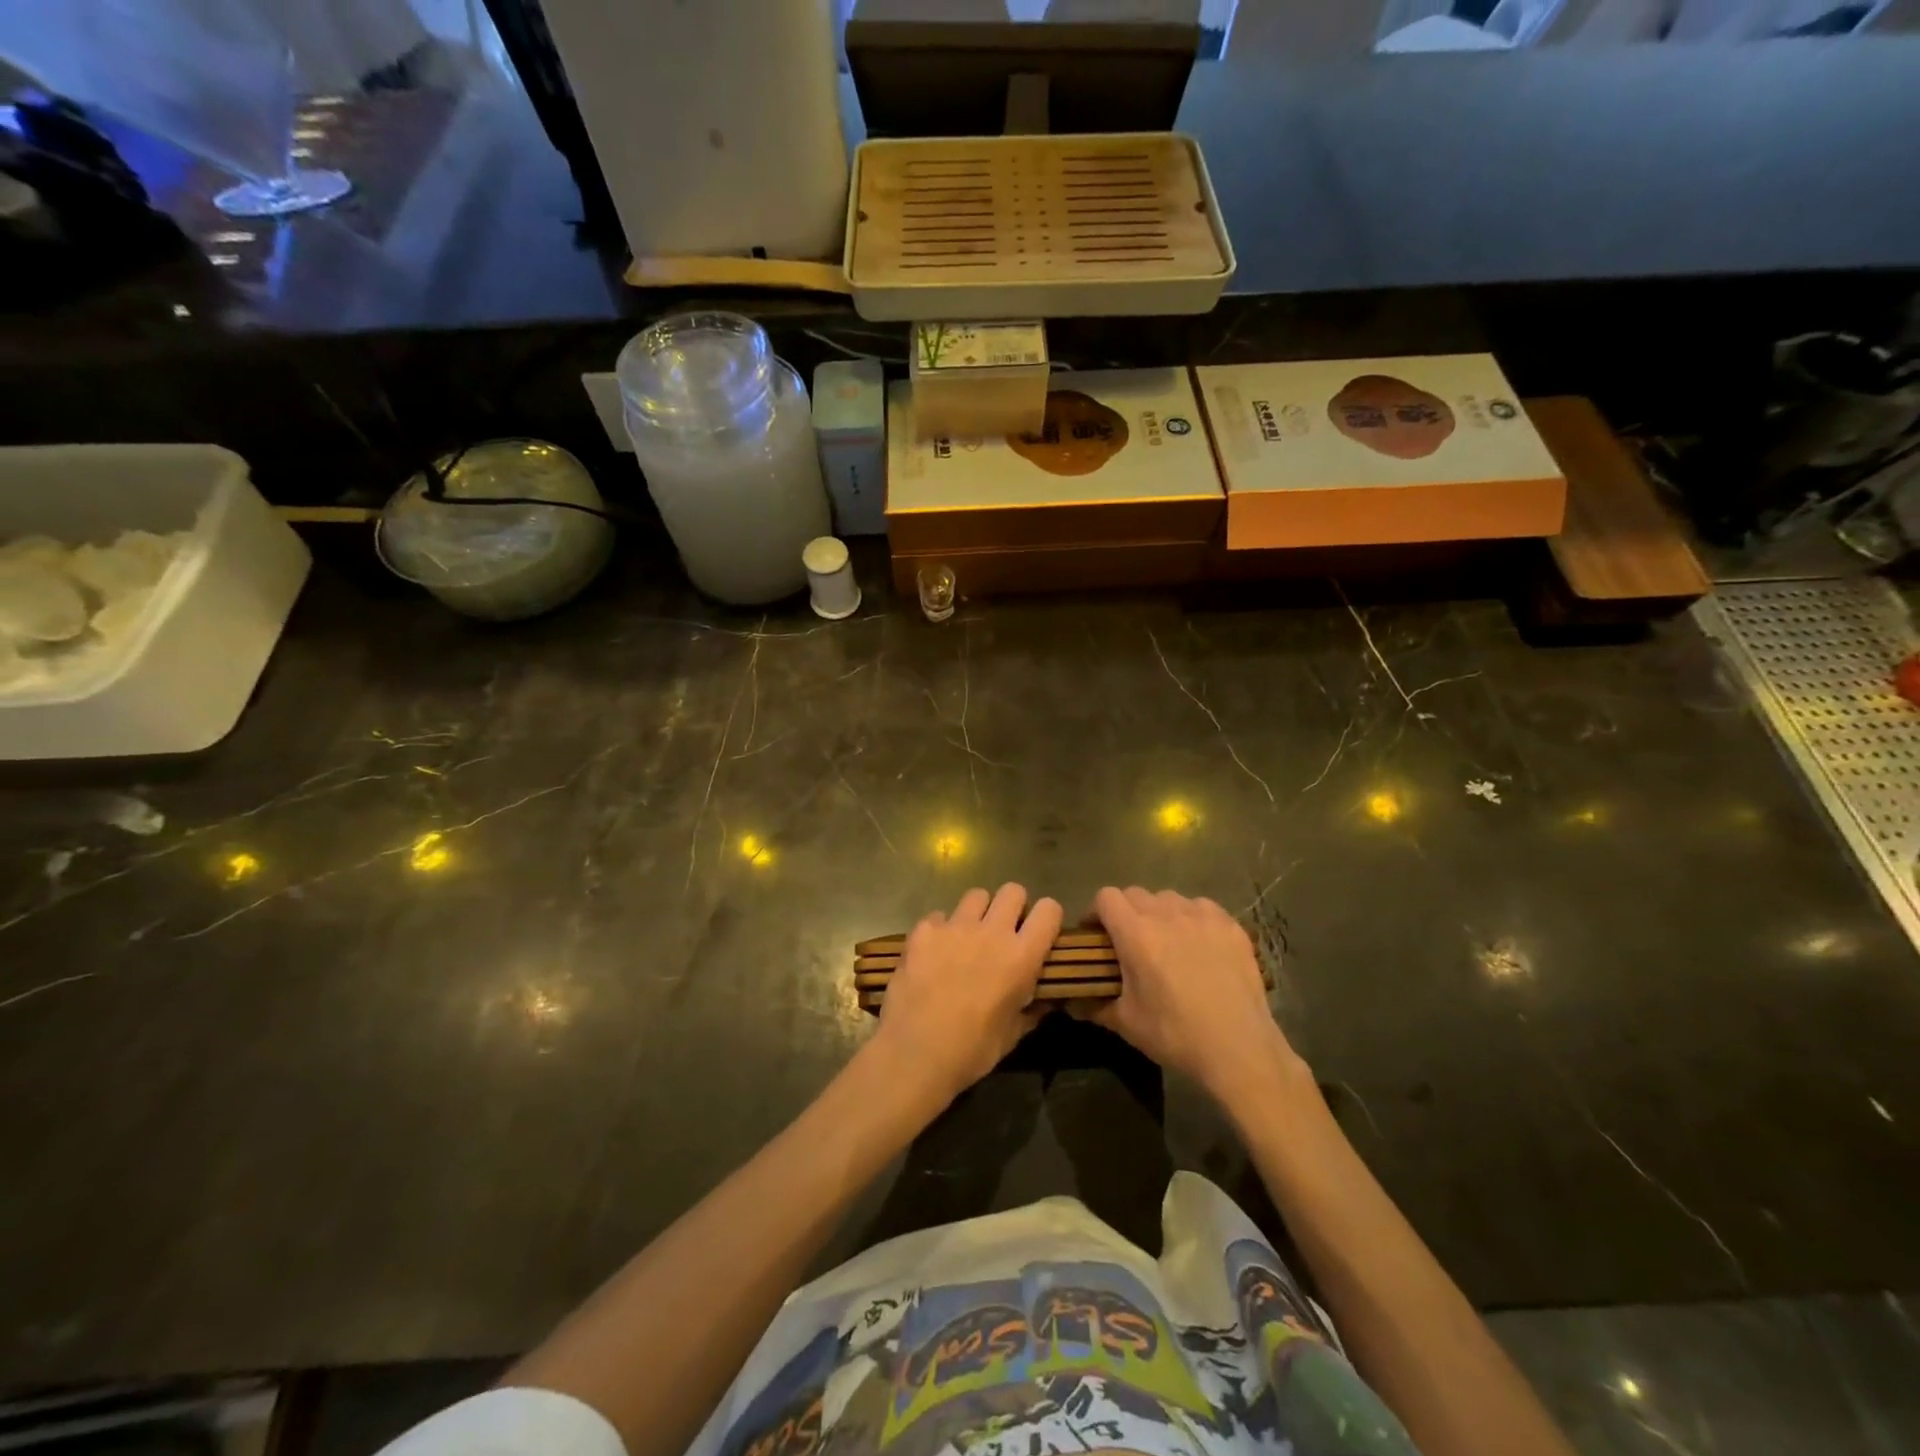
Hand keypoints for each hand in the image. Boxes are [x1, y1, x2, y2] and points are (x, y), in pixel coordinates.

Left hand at [874, 883, 1062, 1107]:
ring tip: (967, 938)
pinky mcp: (924, 930)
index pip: (1049, 910)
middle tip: (1002, 931)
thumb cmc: (972, 1050)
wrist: (916, 1053)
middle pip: (1012, 890)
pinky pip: (938, 916)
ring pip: (975, 896)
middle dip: (1012, 906)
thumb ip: (1032, 1008)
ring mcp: (955, 926)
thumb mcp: (1013, 1034)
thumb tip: (1045, 1000)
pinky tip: (933, 953)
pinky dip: (940, 930)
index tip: (1038, 932)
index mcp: (1022, 956)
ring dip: (976, 913)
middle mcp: (992, 931)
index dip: (1046, 917)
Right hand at [1079, 887, 1307, 1106]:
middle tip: (1129, 942)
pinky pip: (1201, 907)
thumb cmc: (1175, 1034)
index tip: (1096, 934)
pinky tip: (1198, 945)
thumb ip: (1093, 1005)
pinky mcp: (1230, 925)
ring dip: (1159, 913)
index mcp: (1136, 933)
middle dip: (1125, 912)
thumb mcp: (1126, 1023)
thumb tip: (1070, 1003)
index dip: (1096, 912)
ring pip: (1169, 898)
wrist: (1239, 1049)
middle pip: (1135, 893)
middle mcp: (1167, 914)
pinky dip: (1192, 918)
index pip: (1106, 897)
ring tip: (1166, 941)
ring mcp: (1202, 916)